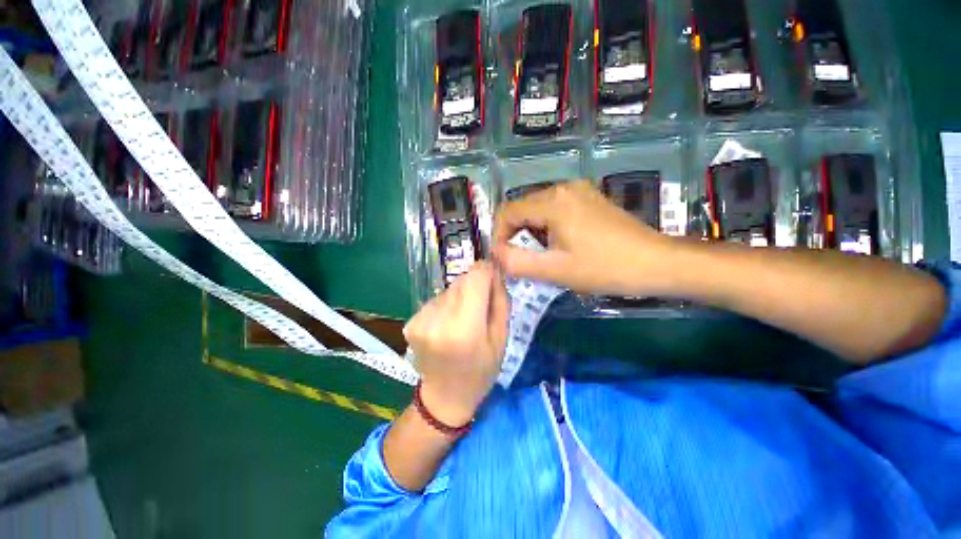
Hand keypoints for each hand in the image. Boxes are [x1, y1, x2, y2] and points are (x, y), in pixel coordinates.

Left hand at [403, 262, 508, 425]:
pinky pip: (436, 300)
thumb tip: (494, 271)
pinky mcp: (411, 322)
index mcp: (465, 327)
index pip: (475, 276)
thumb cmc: (481, 370)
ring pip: (449, 289)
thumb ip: (500, 300)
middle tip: (480, 308)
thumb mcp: (501, 338)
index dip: (487, 272)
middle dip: (475, 287)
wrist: (445, 397)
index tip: (494, 279)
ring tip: (462, 321)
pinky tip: (447, 326)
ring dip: (460, 297)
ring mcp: (420, 320)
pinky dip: (445, 307)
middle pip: (462, 280)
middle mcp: (438, 319)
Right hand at [493, 180, 681, 295]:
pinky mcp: (588, 199)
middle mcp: (563, 188)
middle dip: (515, 236)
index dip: (498, 236)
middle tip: (521, 261)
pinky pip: (555, 210)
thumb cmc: (605, 268)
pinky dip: (547, 228)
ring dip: (531, 233)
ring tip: (541, 256)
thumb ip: (517, 263)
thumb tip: (495, 254)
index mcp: (553, 201)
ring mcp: (578, 191)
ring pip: (537, 210)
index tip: (503, 259)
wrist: (657, 263)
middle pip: (522, 209)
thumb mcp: (556, 270)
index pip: (507, 212)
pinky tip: (558, 245)